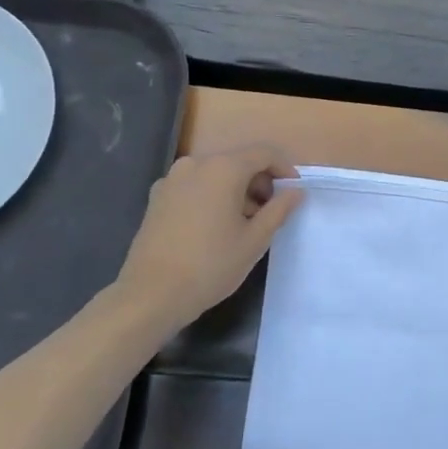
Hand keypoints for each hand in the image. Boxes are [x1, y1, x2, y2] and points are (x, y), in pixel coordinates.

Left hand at [109, 145, 302, 332]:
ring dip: (235, 190)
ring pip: (215, 173)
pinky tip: (213, 227)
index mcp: (223, 168)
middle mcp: (196, 164)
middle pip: (238, 161)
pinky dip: (211, 196)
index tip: (293, 193)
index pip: (264, 154)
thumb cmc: (211, 265)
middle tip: (270, 213)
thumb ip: (279, 209)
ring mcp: (172, 179)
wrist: (151, 294)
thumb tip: (296, 191)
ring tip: (243, 223)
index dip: (284, 169)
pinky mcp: (157, 197)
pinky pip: (194, 185)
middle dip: (259, 182)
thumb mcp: (255, 240)